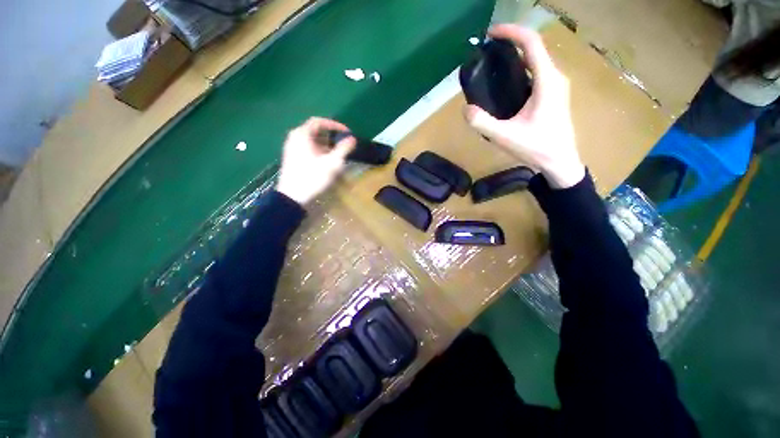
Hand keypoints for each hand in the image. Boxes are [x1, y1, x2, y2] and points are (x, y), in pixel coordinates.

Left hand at [276, 117, 355, 204]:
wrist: (292, 196)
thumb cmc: (313, 177)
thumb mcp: (332, 163)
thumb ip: (343, 149)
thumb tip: (353, 139)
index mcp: (302, 135)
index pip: (319, 122)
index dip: (334, 125)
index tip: (346, 132)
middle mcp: (294, 138)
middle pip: (315, 131)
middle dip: (331, 136)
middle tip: (343, 143)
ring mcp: (291, 148)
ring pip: (311, 141)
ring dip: (326, 144)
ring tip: (337, 153)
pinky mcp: (292, 158)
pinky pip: (307, 148)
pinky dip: (318, 150)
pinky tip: (326, 161)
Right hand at [465, 25, 584, 188]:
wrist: (560, 162)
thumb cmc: (536, 148)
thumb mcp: (505, 137)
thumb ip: (482, 123)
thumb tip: (465, 109)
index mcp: (547, 81)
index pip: (531, 43)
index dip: (511, 32)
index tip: (491, 33)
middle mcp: (555, 77)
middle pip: (534, 48)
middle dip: (511, 43)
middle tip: (487, 52)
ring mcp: (556, 86)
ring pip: (536, 61)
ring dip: (515, 57)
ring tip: (493, 65)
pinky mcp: (554, 95)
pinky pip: (537, 73)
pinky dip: (521, 69)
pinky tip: (506, 83)